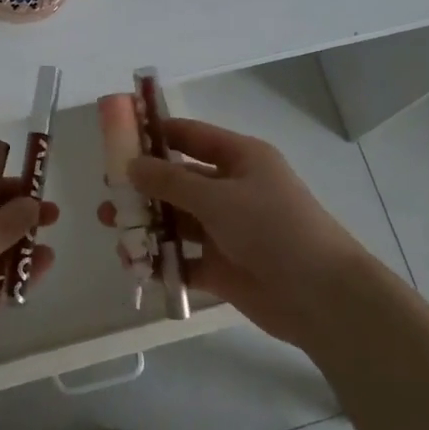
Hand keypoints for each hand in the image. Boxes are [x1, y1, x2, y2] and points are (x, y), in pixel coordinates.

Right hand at [99, 118, 364, 349]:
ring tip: (112, 228)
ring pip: (177, 221)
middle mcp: (232, 190)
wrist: (320, 295)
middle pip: (179, 181)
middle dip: (143, 185)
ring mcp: (227, 230)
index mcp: (240, 159)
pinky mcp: (222, 267)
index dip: (156, 134)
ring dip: (146, 223)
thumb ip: (171, 181)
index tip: (118, 136)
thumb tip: (132, 164)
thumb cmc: (274, 228)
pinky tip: (133, 264)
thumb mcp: (219, 197)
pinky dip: (160, 260)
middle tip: (108, 192)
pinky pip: (183, 259)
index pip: (191, 136)